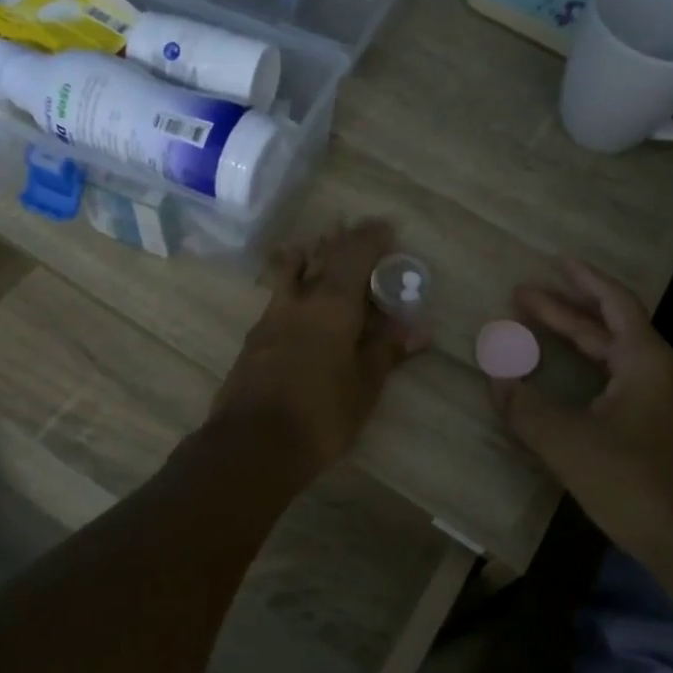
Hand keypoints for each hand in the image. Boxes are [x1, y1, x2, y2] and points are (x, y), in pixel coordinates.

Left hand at [214, 219, 427, 478]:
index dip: (372, 237)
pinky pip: (278, 295)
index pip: (355, 254)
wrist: (253, 444)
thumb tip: (419, 329)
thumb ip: (387, 350)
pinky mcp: (255, 338)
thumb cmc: (321, 414)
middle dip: (341, 240)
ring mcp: (271, 317)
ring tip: (320, 251)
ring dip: (309, 256)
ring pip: (290, 271)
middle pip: (320, 256)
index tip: (387, 228)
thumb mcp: (364, 385)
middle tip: (357, 232)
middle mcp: (299, 300)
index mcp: (332, 304)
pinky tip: (298, 298)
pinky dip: (293, 284)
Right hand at [490, 259, 672, 557]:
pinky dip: (590, 366)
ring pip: (616, 354)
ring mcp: (664, 400)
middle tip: (523, 295)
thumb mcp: (565, 441)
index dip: (584, 280)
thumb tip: (496, 378)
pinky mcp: (661, 425)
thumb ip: (524, 407)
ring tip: (539, 326)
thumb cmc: (630, 480)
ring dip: (578, 338)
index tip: (556, 261)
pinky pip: (620, 378)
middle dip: (566, 309)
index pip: (615, 304)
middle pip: (611, 326)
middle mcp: (661, 371)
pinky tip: (569, 377)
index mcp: (646, 361)